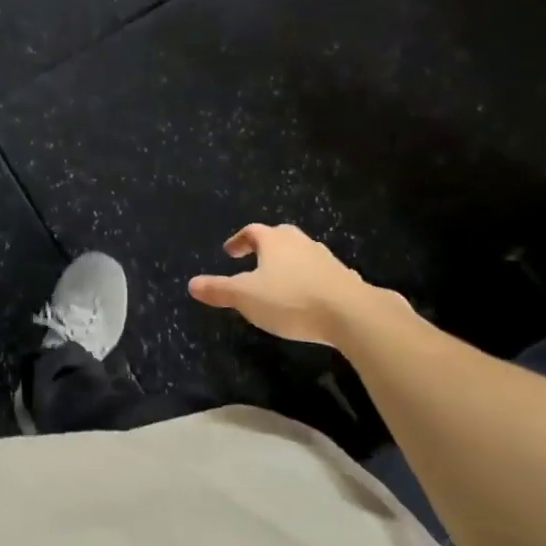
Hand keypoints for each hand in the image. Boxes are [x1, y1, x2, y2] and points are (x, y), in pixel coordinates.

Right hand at [188, 223, 400, 346]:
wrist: (353, 314)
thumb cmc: (291, 299)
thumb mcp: (246, 297)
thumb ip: (219, 290)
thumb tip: (191, 284)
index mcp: (274, 241)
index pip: (252, 231)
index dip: (239, 240)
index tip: (229, 252)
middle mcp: (301, 244)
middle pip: (281, 236)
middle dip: (267, 246)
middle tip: (256, 259)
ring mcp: (327, 260)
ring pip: (304, 254)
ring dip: (291, 263)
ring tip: (282, 280)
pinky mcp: (347, 280)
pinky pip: (323, 274)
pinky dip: (312, 280)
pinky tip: (310, 297)